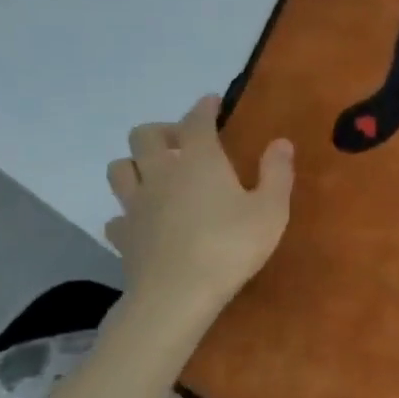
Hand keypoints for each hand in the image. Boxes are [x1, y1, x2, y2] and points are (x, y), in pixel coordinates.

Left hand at [105, 95, 293, 321]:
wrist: (177, 294)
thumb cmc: (231, 246)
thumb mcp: (271, 209)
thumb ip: (277, 173)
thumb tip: (281, 142)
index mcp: (199, 160)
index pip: (196, 121)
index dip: (204, 108)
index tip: (212, 102)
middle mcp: (161, 173)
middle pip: (144, 136)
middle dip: (164, 131)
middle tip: (185, 142)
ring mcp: (136, 204)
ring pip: (120, 168)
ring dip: (137, 164)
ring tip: (158, 174)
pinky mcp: (123, 236)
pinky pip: (117, 214)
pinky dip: (129, 211)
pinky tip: (145, 220)